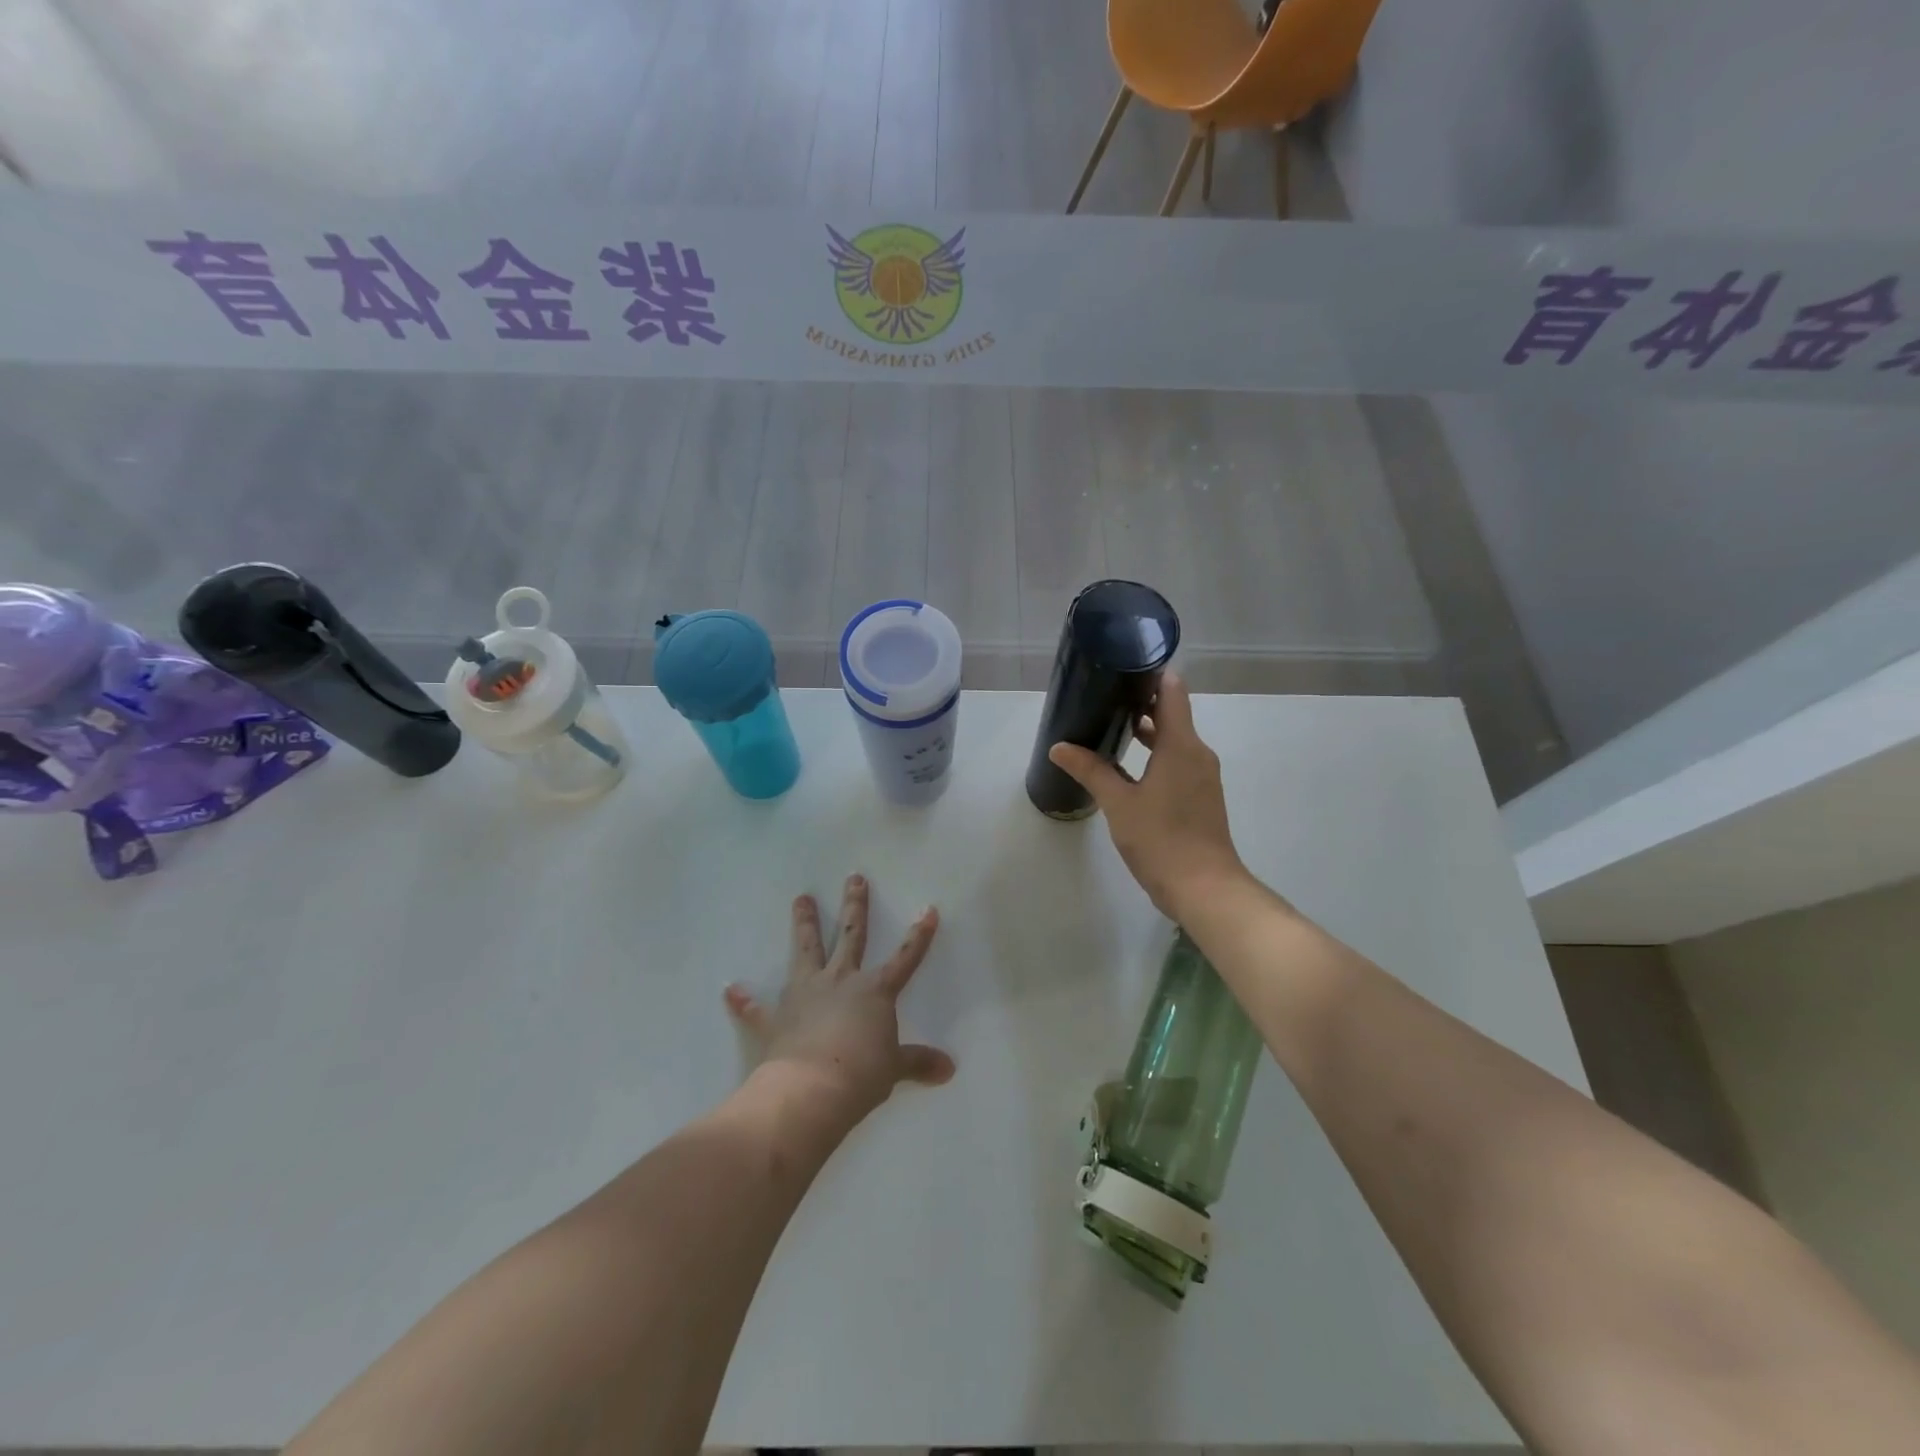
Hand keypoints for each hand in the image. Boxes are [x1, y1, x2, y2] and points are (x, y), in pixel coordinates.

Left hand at [724, 875, 955, 1125]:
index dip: (919, 935)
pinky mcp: (777, 1018)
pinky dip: (744, 1000)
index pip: (905, 958)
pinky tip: (731, 990)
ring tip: (801, 898)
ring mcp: (805, 994)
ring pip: (806, 950)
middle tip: (853, 878)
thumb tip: (949, 1069)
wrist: (810, 1091)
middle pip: (851, 935)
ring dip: (805, 924)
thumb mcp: (894, 1069)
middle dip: (855, 905)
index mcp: (874, 991)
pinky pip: (757, 1008)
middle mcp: (840, 980)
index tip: (928, 909)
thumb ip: (918, 1062)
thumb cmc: (860, 1075)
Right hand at [1048, 672, 1251, 920]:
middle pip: (1173, 713)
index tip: (1122, 666)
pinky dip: (1156, 755)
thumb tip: (1059, 747)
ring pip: (1175, 740)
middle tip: (1104, 697)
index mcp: (1181, 745)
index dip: (1150, 674)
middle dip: (1141, 703)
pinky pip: (1178, 761)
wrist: (1205, 889)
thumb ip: (1091, 770)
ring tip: (1111, 728)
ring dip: (1148, 732)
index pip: (1172, 691)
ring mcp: (1202, 776)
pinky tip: (1129, 767)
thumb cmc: (1162, 840)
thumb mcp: (1119, 804)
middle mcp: (1197, 753)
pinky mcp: (1201, 797)